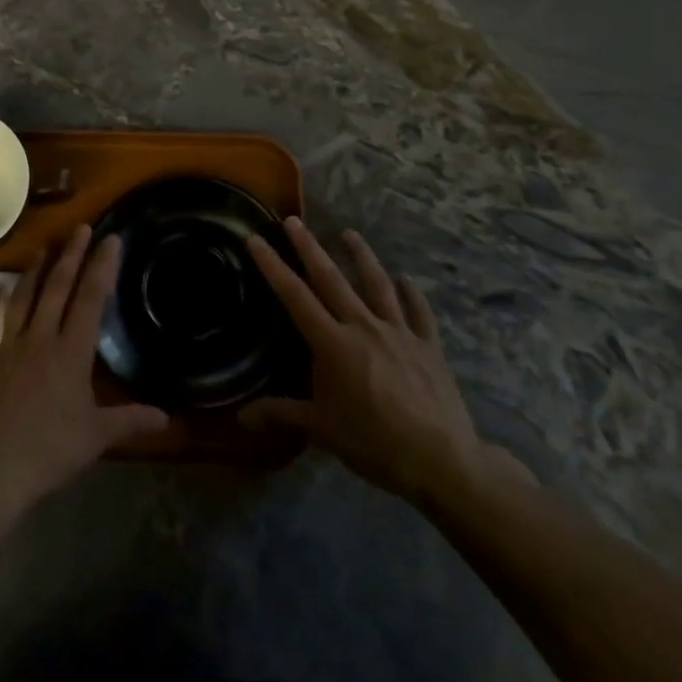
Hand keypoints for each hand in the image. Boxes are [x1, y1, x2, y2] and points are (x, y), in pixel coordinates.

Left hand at [0, 225, 169, 514]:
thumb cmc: (49, 453)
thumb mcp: (97, 437)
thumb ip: (131, 420)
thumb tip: (168, 417)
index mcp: (70, 353)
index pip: (90, 299)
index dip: (101, 266)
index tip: (110, 239)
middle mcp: (39, 339)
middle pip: (56, 288)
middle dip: (70, 255)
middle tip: (80, 228)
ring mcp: (7, 348)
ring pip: (21, 299)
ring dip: (33, 272)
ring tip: (43, 248)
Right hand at [241, 217, 533, 505]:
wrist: (441, 460)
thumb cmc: (374, 444)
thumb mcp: (322, 430)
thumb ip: (281, 414)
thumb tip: (241, 417)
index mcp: (333, 344)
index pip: (294, 297)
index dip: (273, 266)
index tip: (256, 239)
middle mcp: (363, 326)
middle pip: (331, 279)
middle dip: (309, 247)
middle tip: (294, 221)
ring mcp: (399, 332)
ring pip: (377, 285)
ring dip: (361, 257)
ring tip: (349, 233)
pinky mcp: (428, 345)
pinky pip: (419, 313)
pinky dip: (412, 295)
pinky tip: (407, 280)